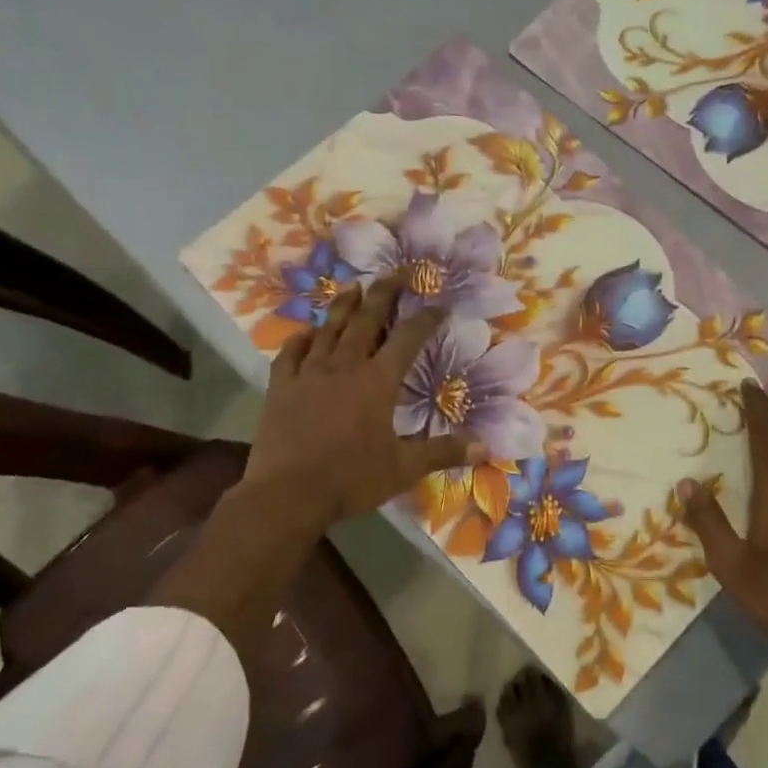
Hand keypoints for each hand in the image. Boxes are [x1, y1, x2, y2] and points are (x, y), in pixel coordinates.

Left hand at [249, 275, 483, 527]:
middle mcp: (345, 366)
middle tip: (396, 272)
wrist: (286, 494)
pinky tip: (305, 332)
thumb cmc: (351, 478)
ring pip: (329, 329)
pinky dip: (301, 339)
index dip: (426, 319)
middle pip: (367, 319)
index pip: (409, 339)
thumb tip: (486, 448)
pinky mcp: (281, 387)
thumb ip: (443, 452)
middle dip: (384, 293)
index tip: (440, 304)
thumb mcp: (404, 468)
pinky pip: (290, 353)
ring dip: (344, 306)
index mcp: (377, 380)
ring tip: (353, 287)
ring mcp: (309, 373)